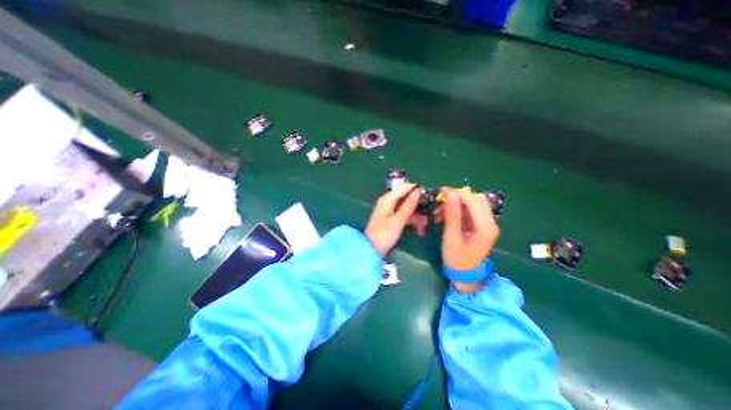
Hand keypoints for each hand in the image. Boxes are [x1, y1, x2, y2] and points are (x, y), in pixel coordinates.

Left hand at [365, 184, 419, 256]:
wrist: (371, 249)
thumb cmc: (384, 234)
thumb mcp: (398, 220)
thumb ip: (408, 205)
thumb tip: (418, 191)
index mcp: (388, 199)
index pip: (404, 187)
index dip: (417, 190)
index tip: (429, 197)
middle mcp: (388, 202)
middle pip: (406, 198)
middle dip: (418, 206)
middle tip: (426, 217)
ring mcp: (389, 210)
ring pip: (406, 208)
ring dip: (416, 216)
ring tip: (422, 227)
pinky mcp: (390, 219)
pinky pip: (403, 215)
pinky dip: (410, 220)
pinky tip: (418, 229)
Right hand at [436, 189, 499, 271]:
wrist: (465, 275)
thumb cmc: (456, 258)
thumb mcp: (451, 236)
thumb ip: (452, 214)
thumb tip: (450, 194)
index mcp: (485, 227)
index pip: (473, 201)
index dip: (457, 193)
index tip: (441, 191)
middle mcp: (490, 223)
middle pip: (477, 199)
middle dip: (458, 196)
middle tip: (441, 200)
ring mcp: (487, 224)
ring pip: (474, 204)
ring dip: (457, 203)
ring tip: (441, 210)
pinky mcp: (482, 226)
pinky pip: (471, 211)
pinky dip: (459, 210)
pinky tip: (446, 215)